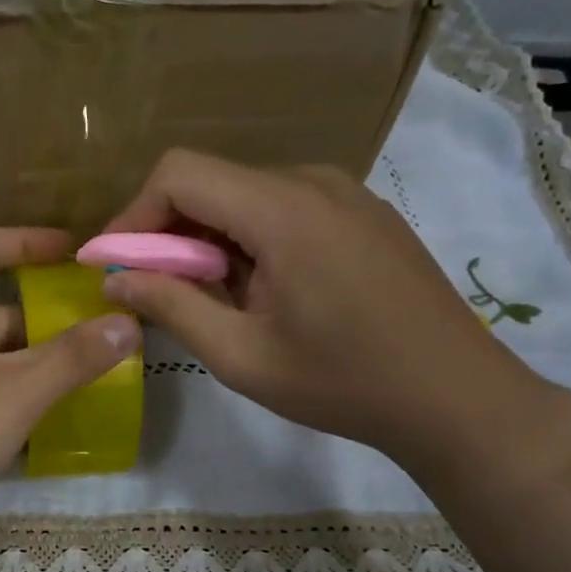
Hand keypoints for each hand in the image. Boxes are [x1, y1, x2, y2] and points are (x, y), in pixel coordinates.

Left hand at [0, 228, 138, 556]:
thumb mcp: (16, 394)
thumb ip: (73, 357)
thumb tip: (128, 323)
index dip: (28, 241)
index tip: (74, 252)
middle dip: (44, 317)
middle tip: (100, 330)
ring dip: (31, 359)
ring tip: (87, 372)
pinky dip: (8, 388)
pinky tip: (44, 414)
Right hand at [99, 150, 570, 478]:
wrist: (456, 397)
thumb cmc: (343, 383)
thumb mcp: (241, 355)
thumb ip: (171, 306)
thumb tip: (115, 279)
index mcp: (282, 210)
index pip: (179, 173)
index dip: (133, 215)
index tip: (114, 266)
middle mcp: (313, 182)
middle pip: (211, 182)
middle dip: (168, 233)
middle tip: (156, 292)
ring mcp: (345, 193)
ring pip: (244, 195)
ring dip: (208, 240)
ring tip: (212, 301)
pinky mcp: (361, 213)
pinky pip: (282, 208)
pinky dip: (248, 240)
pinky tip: (261, 292)